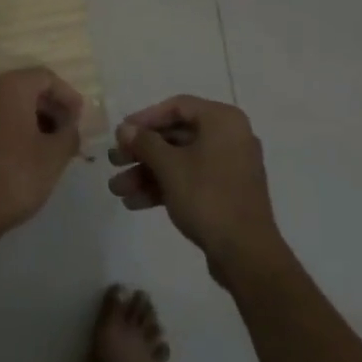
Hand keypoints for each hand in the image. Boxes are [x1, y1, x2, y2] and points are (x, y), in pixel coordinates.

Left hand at [0, 67, 86, 247]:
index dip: (67, 96)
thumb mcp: (54, 156)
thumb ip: (69, 133)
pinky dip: (12, 129)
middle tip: (67, 134)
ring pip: (9, 105)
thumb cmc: (14, 177)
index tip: (80, 120)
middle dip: (51, 108)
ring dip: (32, 120)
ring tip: (49, 148)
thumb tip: (70, 126)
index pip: (46, 78)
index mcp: (10, 87)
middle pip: (26, 88)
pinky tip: (23, 156)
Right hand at [107, 96, 288, 285]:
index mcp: (222, 120)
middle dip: (141, 151)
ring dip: (147, 173)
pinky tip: (134, 203)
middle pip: (176, 136)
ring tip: (117, 189)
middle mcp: (229, 137)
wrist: (247, 255)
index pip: (177, 107)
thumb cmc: (207, 197)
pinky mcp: (225, 193)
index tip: (121, 132)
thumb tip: (125, 128)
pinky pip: (190, 180)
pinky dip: (164, 187)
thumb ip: (145, 143)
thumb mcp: (170, 167)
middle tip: (114, 161)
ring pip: (180, 161)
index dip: (145, 118)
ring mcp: (229, 167)